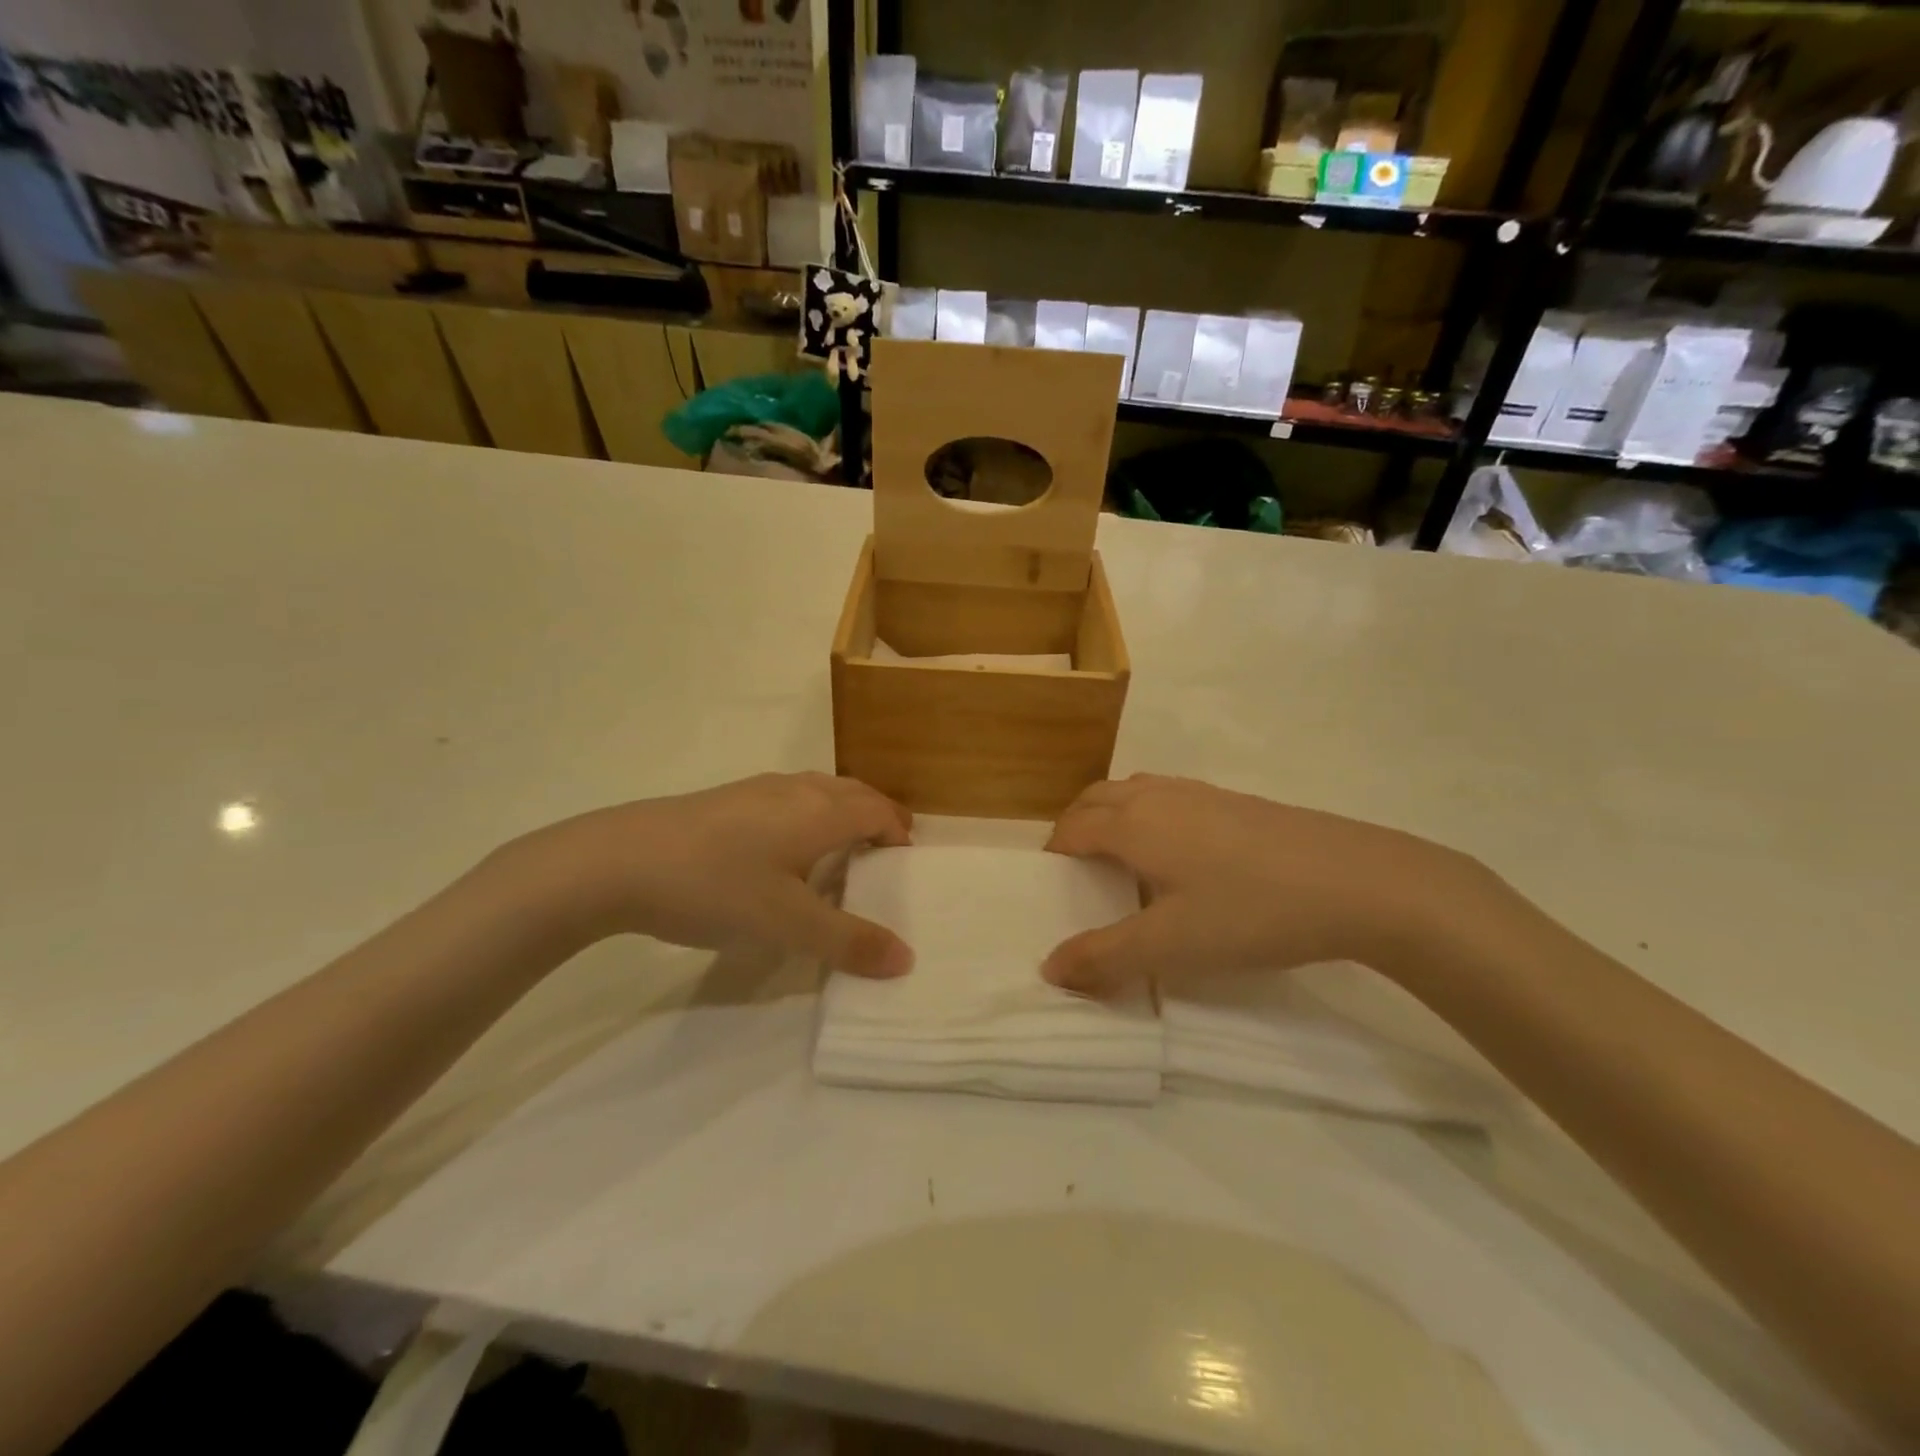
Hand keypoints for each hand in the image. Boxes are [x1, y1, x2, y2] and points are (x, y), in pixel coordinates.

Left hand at [497, 773, 914, 976]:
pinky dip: (807, 816)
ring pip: (817, 791)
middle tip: (884, 853)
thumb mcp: (787, 924)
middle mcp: (795, 790)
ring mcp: (756, 790)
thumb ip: (848, 942)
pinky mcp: (725, 800)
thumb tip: (906, 959)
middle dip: (875, 817)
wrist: (618, 860)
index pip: (877, 810)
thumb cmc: (716, 887)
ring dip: (840, 813)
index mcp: (820, 812)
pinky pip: (787, 799)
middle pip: (852, 792)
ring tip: (839, 851)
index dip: (898, 832)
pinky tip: (781, 851)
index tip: (905, 862)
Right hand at [1041, 775, 1491, 994]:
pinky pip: (1170, 797)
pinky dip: (1151, 815)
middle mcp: (1158, 796)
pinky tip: (1182, 857)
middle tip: (1077, 872)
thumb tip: (1049, 969)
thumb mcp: (1169, 947)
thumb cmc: (1249, 911)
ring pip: (1135, 791)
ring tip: (1123, 861)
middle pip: (1096, 798)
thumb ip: (1103, 958)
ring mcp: (1200, 793)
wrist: (1355, 881)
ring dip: (1113, 816)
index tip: (1051, 887)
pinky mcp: (1236, 801)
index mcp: (1133, 824)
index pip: (1072, 828)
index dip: (1053, 854)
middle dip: (1075, 827)